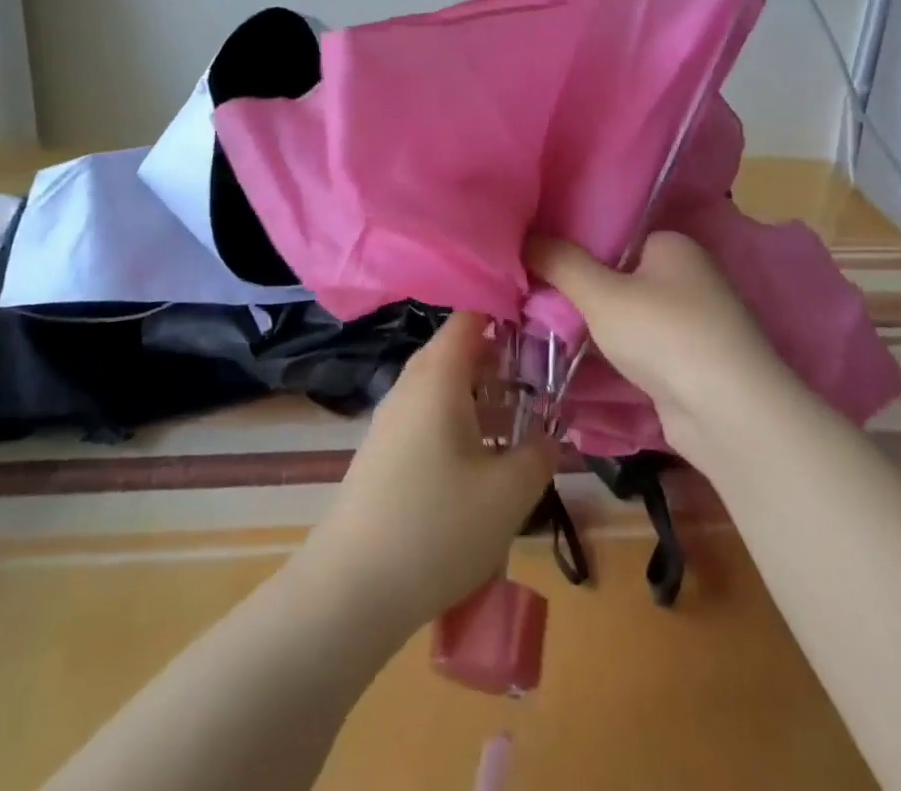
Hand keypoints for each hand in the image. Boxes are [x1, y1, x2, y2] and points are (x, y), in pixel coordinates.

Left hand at [294, 312, 557, 637]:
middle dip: (502, 361)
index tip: (543, 325)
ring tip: (521, 424)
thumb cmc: (437, 527)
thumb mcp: (509, 493)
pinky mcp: (384, 450)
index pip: (471, 316)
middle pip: (459, 351)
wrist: (350, 590)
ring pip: (444, 386)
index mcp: (438, 375)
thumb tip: (550, 435)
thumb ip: (540, 454)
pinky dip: (460, 421)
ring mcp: (392, 417)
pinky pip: (429, 415)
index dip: (506, 311)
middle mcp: (411, 384)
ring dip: (483, 396)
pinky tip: (482, 461)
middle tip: (541, 381)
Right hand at [524, 232, 785, 455]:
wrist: (729, 414)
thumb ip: (561, 264)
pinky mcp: (687, 362)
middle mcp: (685, 275)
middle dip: (577, 290)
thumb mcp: (602, 294)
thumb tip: (522, 236)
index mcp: (672, 244)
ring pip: (625, 314)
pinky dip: (611, 352)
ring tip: (538, 325)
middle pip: (617, 275)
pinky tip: (572, 357)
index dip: (572, 245)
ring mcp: (690, 321)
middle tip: (528, 294)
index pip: (612, 233)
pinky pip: (637, 346)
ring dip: (591, 325)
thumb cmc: (665, 334)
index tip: (533, 257)